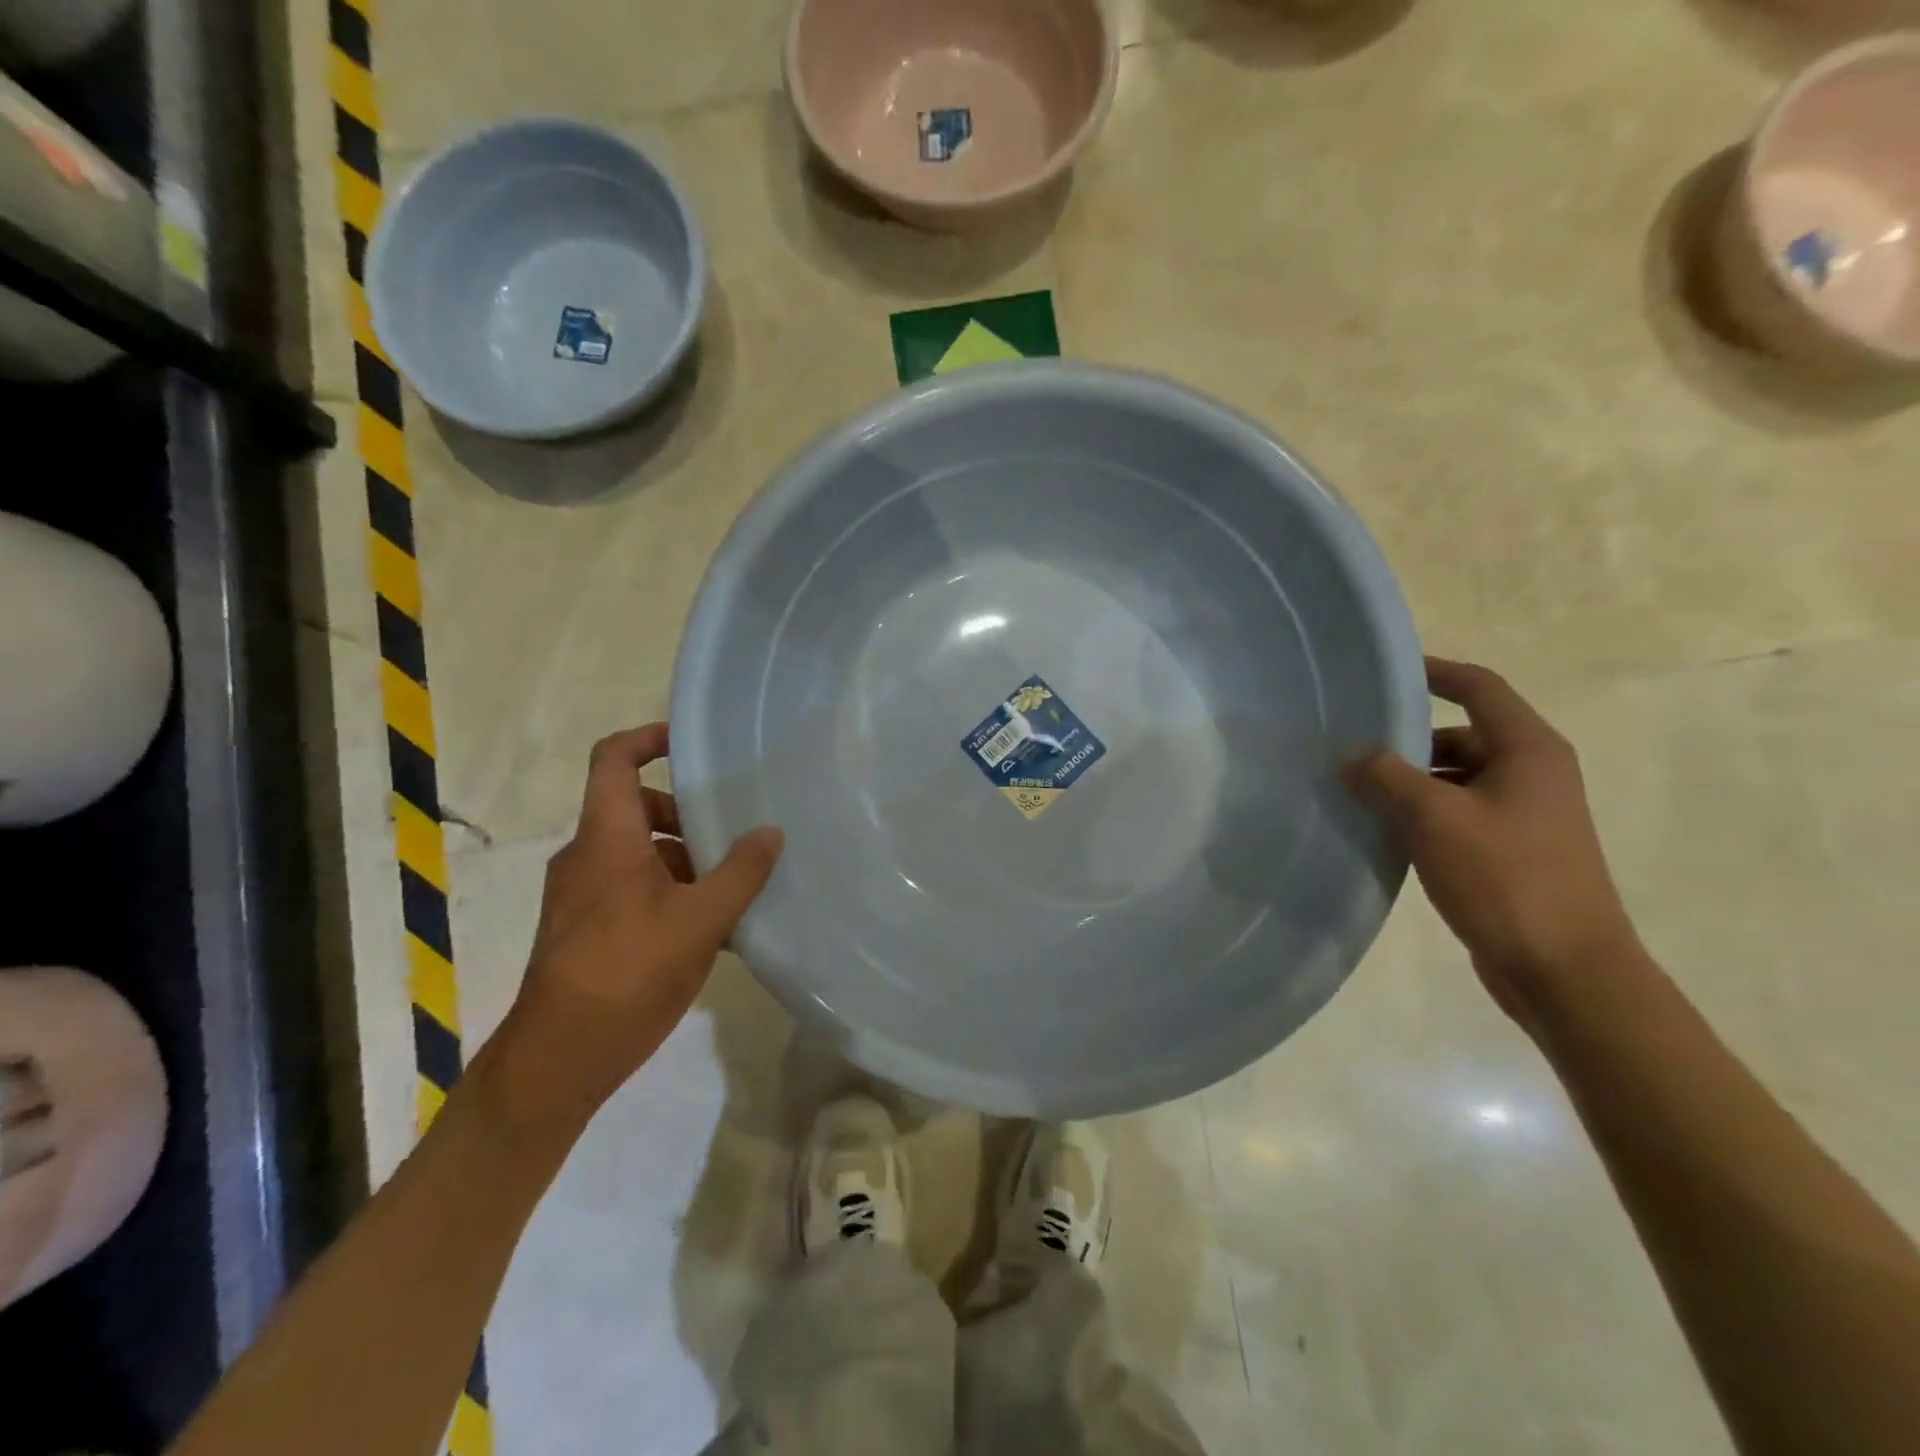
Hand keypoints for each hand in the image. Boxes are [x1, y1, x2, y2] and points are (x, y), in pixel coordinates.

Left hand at [486, 725, 782, 1142]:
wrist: (559, 1058)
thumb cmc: (629, 972)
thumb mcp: (700, 920)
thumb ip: (740, 872)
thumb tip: (770, 831)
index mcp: (607, 838)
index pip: (613, 760)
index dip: (648, 738)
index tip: (690, 744)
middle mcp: (587, 856)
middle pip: (636, 808)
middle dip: (686, 816)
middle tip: (731, 837)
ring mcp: (582, 895)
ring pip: (637, 853)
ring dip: (683, 861)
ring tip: (732, 892)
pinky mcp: (584, 929)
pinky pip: (631, 889)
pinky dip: (668, 893)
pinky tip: (709, 931)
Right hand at [1349, 659, 1641, 1026]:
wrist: (1566, 970)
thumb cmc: (1506, 878)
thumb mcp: (1434, 818)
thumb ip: (1385, 776)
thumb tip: (1348, 755)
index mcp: (1527, 749)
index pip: (1478, 687)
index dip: (1432, 672)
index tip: (1381, 673)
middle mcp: (1531, 772)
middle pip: (1459, 734)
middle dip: (1405, 740)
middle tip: (1348, 747)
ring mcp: (1523, 813)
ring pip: (1453, 777)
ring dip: (1407, 780)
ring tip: (1353, 791)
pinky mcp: (1510, 849)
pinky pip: (1455, 812)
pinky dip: (1419, 812)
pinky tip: (1380, 830)